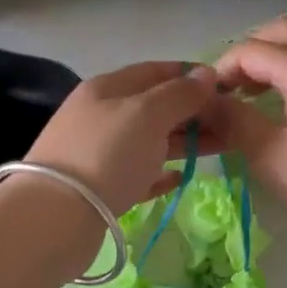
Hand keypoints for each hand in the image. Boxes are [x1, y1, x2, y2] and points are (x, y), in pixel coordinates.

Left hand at [25, 61, 220, 214]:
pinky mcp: (98, 188)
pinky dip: (158, 172)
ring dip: (182, 141)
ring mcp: (97, 152)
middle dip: (191, 111)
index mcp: (107, 88)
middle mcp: (100, 115)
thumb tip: (206, 73)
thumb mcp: (147, 114)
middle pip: (152, 106)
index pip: (154, 71)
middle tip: (231, 123)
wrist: (56, 216)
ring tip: (219, 148)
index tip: (225, 87)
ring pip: (147, 140)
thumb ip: (179, 94)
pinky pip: (136, 173)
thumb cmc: (106, 154)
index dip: (189, 75)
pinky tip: (178, 178)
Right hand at [210, 19, 286, 245]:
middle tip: (230, 89)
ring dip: (273, 61)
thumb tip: (205, 103)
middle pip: (281, 32)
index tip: (205, 100)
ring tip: (253, 98)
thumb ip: (233, 121)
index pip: (251, 50)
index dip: (221, 69)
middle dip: (249, 53)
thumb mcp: (269, 155)